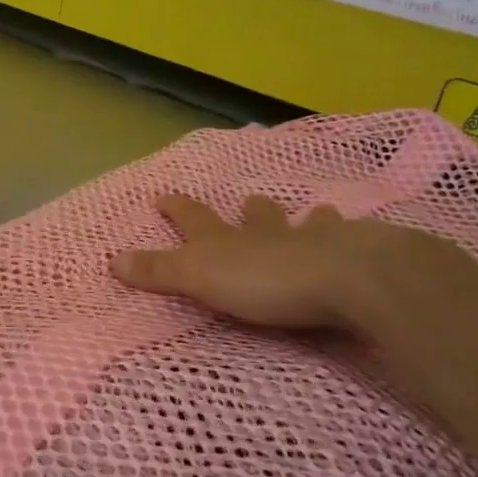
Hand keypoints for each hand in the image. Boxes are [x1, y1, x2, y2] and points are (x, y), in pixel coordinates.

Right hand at [110, 194, 421, 331]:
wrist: (348, 278)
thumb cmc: (266, 281)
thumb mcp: (200, 278)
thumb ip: (159, 271)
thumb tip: (111, 260)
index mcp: (228, 240)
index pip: (194, 219)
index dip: (177, 208)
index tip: (164, 195)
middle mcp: (269, 234)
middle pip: (256, 217)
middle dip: (250, 210)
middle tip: (251, 200)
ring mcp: (315, 241)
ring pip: (307, 224)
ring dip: (307, 219)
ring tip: (316, 213)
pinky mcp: (357, 258)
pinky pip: (353, 245)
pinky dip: (353, 241)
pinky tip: (366, 242)